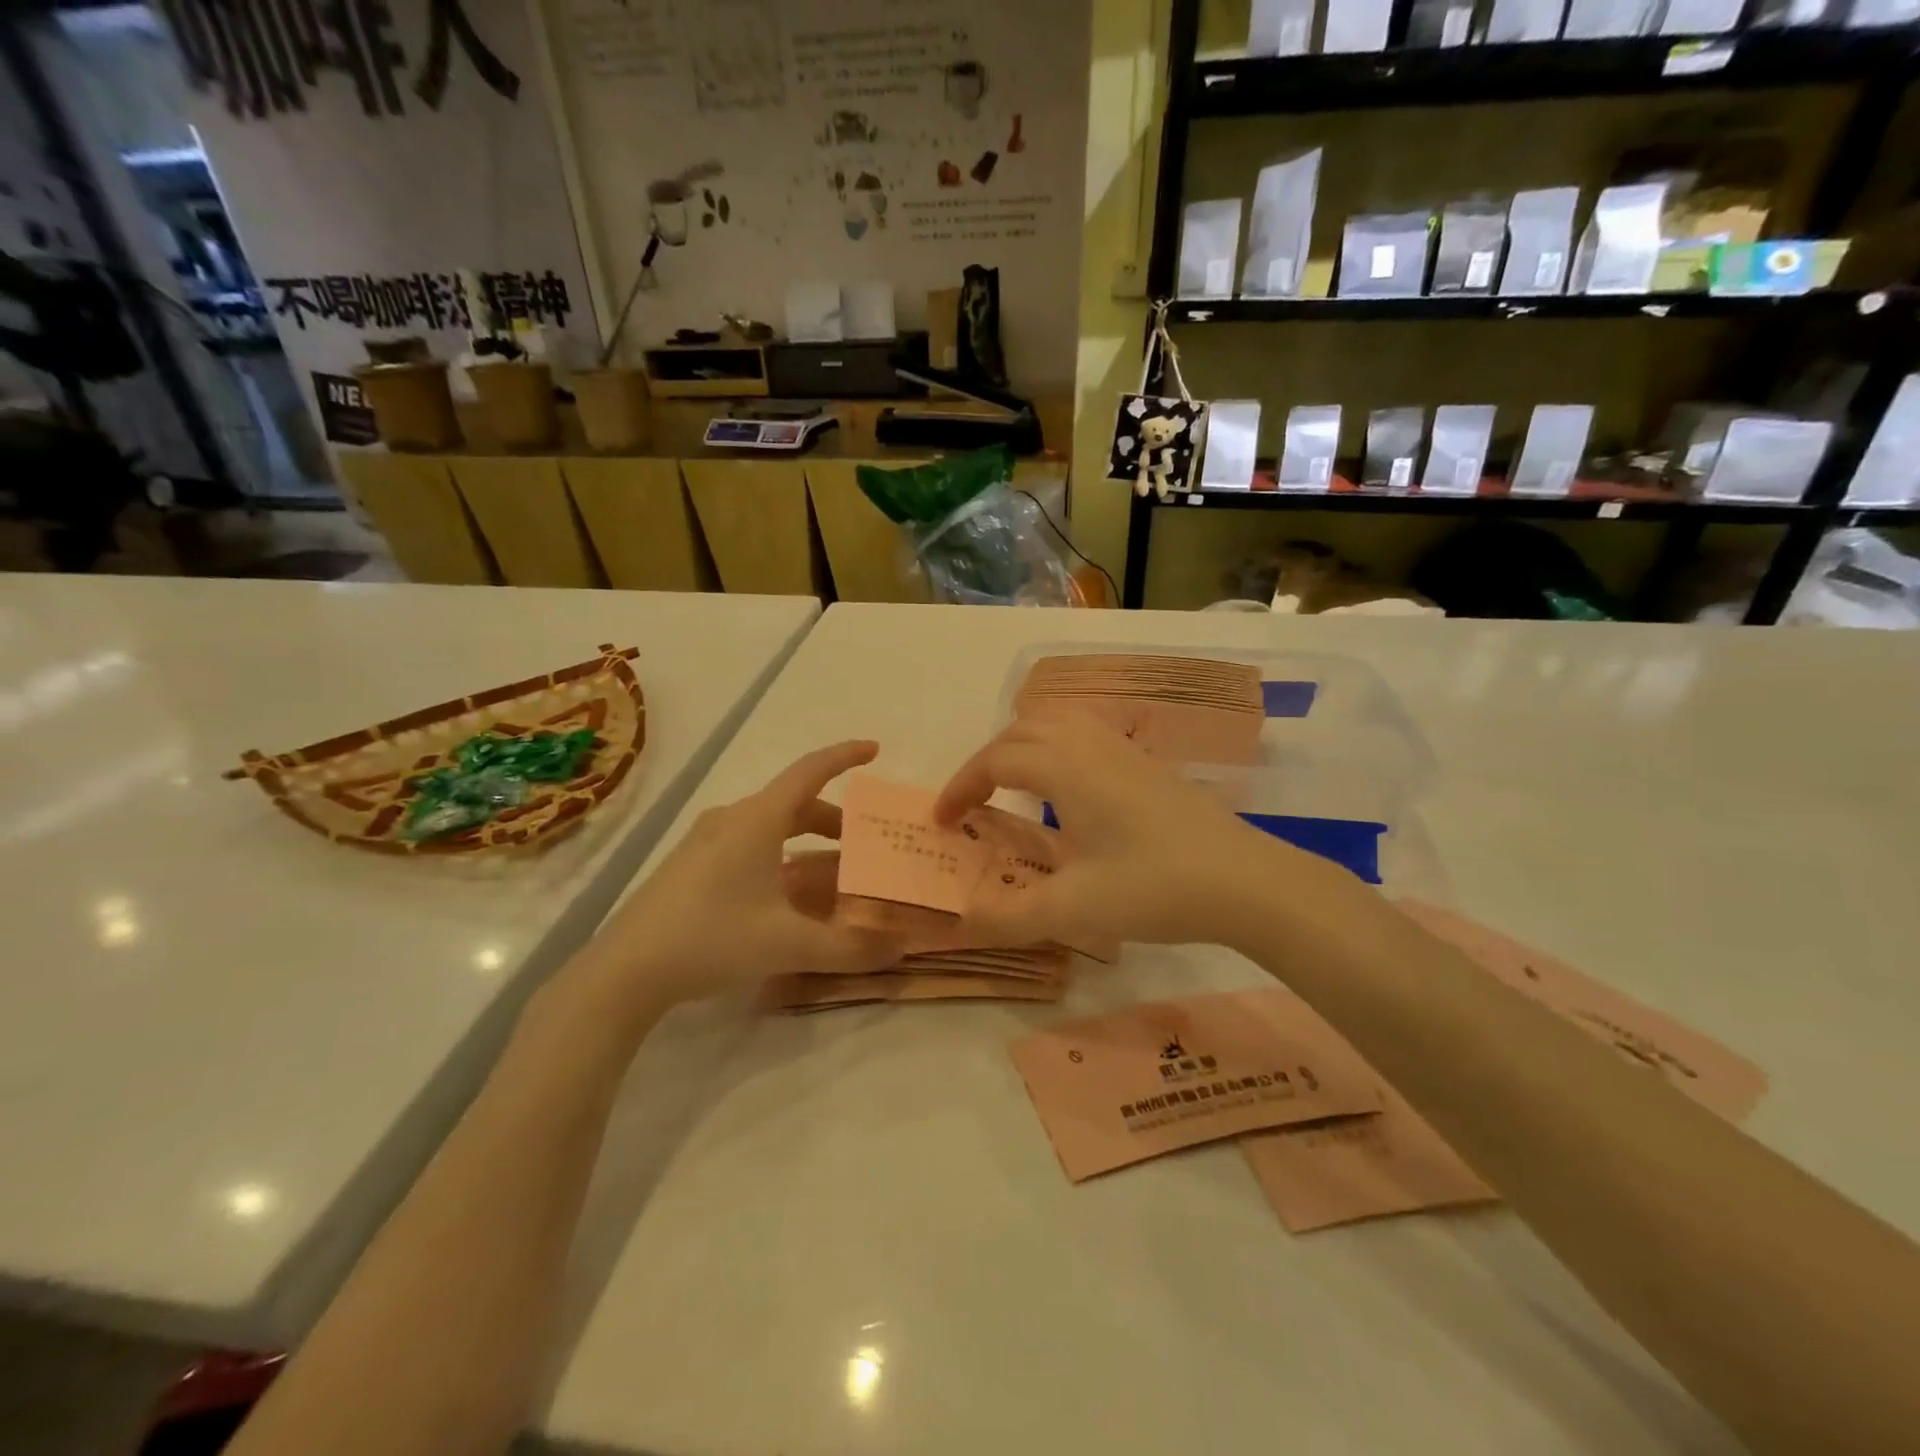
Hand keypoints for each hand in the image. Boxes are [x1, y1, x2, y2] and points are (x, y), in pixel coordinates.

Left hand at [581, 741, 902, 1009]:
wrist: (625, 971)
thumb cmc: (712, 938)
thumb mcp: (789, 944)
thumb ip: (850, 947)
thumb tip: (903, 948)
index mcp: (758, 820)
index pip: (810, 772)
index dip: (844, 757)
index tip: (874, 749)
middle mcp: (732, 820)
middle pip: (794, 805)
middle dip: (833, 820)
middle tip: (863, 844)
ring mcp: (706, 843)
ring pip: (771, 828)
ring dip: (807, 844)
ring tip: (834, 875)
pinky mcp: (692, 867)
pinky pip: (749, 847)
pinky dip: (781, 859)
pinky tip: (788, 898)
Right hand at [933, 716, 1331, 948]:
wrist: (1248, 881)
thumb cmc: (1157, 888)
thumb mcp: (1075, 910)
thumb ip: (1010, 916)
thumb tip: (961, 920)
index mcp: (1066, 769)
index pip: (995, 760)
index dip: (960, 786)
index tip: (941, 822)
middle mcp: (1090, 745)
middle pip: (1021, 731)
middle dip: (985, 762)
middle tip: (971, 805)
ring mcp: (1123, 749)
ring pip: (1056, 721)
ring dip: (1021, 746)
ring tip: (1010, 786)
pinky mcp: (1146, 763)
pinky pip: (1085, 732)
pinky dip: (1055, 747)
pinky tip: (1067, 790)